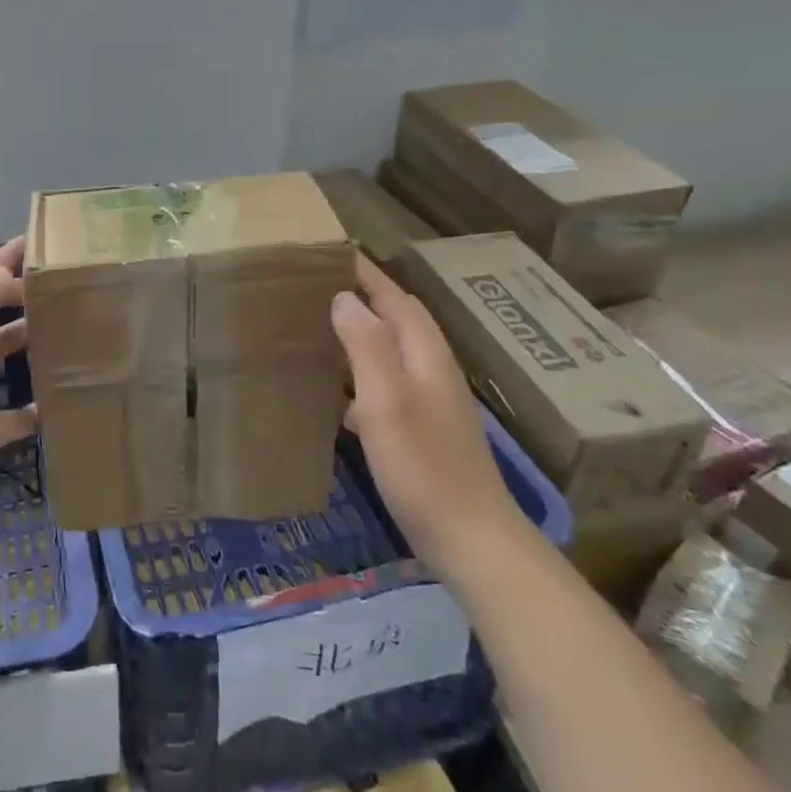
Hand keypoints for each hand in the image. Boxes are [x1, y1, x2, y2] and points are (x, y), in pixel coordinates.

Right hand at [331, 253, 524, 570]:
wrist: (471, 539)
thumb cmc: (423, 465)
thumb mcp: (385, 400)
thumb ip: (365, 345)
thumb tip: (345, 297)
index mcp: (425, 353)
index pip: (394, 297)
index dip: (365, 273)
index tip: (330, 252)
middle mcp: (432, 368)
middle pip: (398, 319)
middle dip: (364, 297)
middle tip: (318, 285)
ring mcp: (433, 400)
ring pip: (392, 351)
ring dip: (361, 335)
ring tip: (321, 331)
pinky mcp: (426, 429)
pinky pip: (388, 384)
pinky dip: (363, 377)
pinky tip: (340, 399)